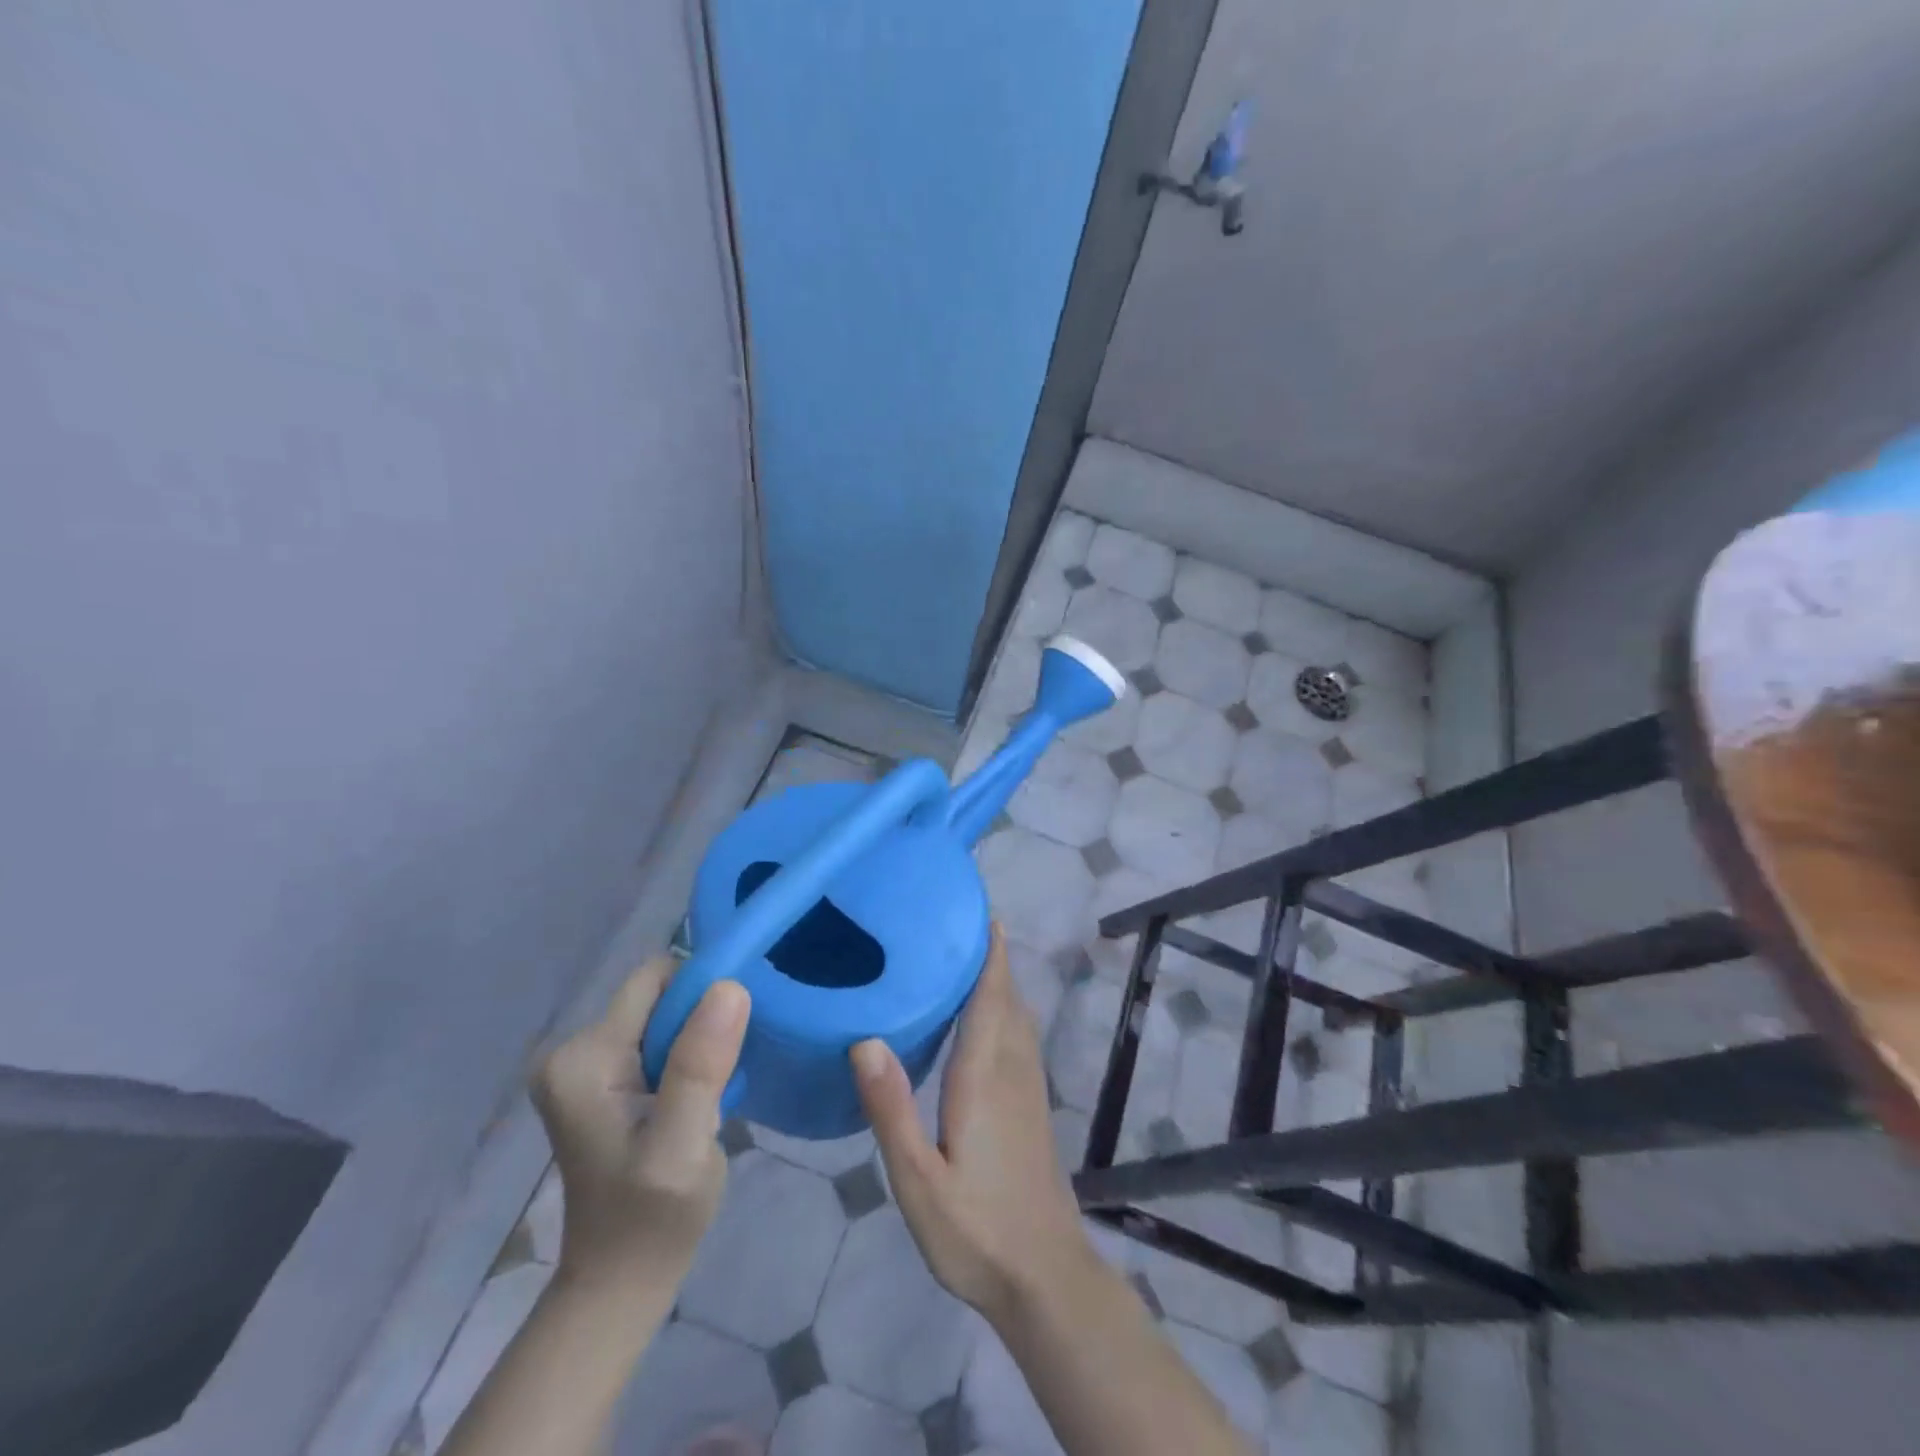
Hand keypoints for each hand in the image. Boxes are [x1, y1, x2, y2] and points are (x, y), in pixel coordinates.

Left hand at [530, 958, 749, 1287]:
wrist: (622, 1280)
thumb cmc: (653, 1218)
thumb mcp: (683, 1145)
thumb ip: (700, 1065)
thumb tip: (729, 985)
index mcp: (583, 1058)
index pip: (655, 980)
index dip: (703, 992)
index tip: (736, 1032)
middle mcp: (574, 1050)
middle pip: (660, 995)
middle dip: (702, 1021)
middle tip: (726, 1073)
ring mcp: (586, 1066)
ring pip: (665, 1015)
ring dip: (699, 1041)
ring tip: (715, 1089)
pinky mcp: (603, 1080)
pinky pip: (660, 1038)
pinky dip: (688, 1056)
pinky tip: (699, 1096)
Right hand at [851, 924, 1093, 1326]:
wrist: (1043, 1274)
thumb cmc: (976, 1228)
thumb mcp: (918, 1179)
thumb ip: (892, 1109)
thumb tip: (864, 1039)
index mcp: (984, 1074)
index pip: (990, 996)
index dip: (988, 952)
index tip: (978, 911)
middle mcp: (1012, 1068)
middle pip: (1006, 997)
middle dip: (990, 956)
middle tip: (956, 922)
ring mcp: (1028, 1086)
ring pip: (1017, 1016)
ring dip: (1000, 980)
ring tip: (965, 956)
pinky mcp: (1032, 1105)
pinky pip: (1020, 1037)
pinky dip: (1005, 1009)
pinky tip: (983, 1018)